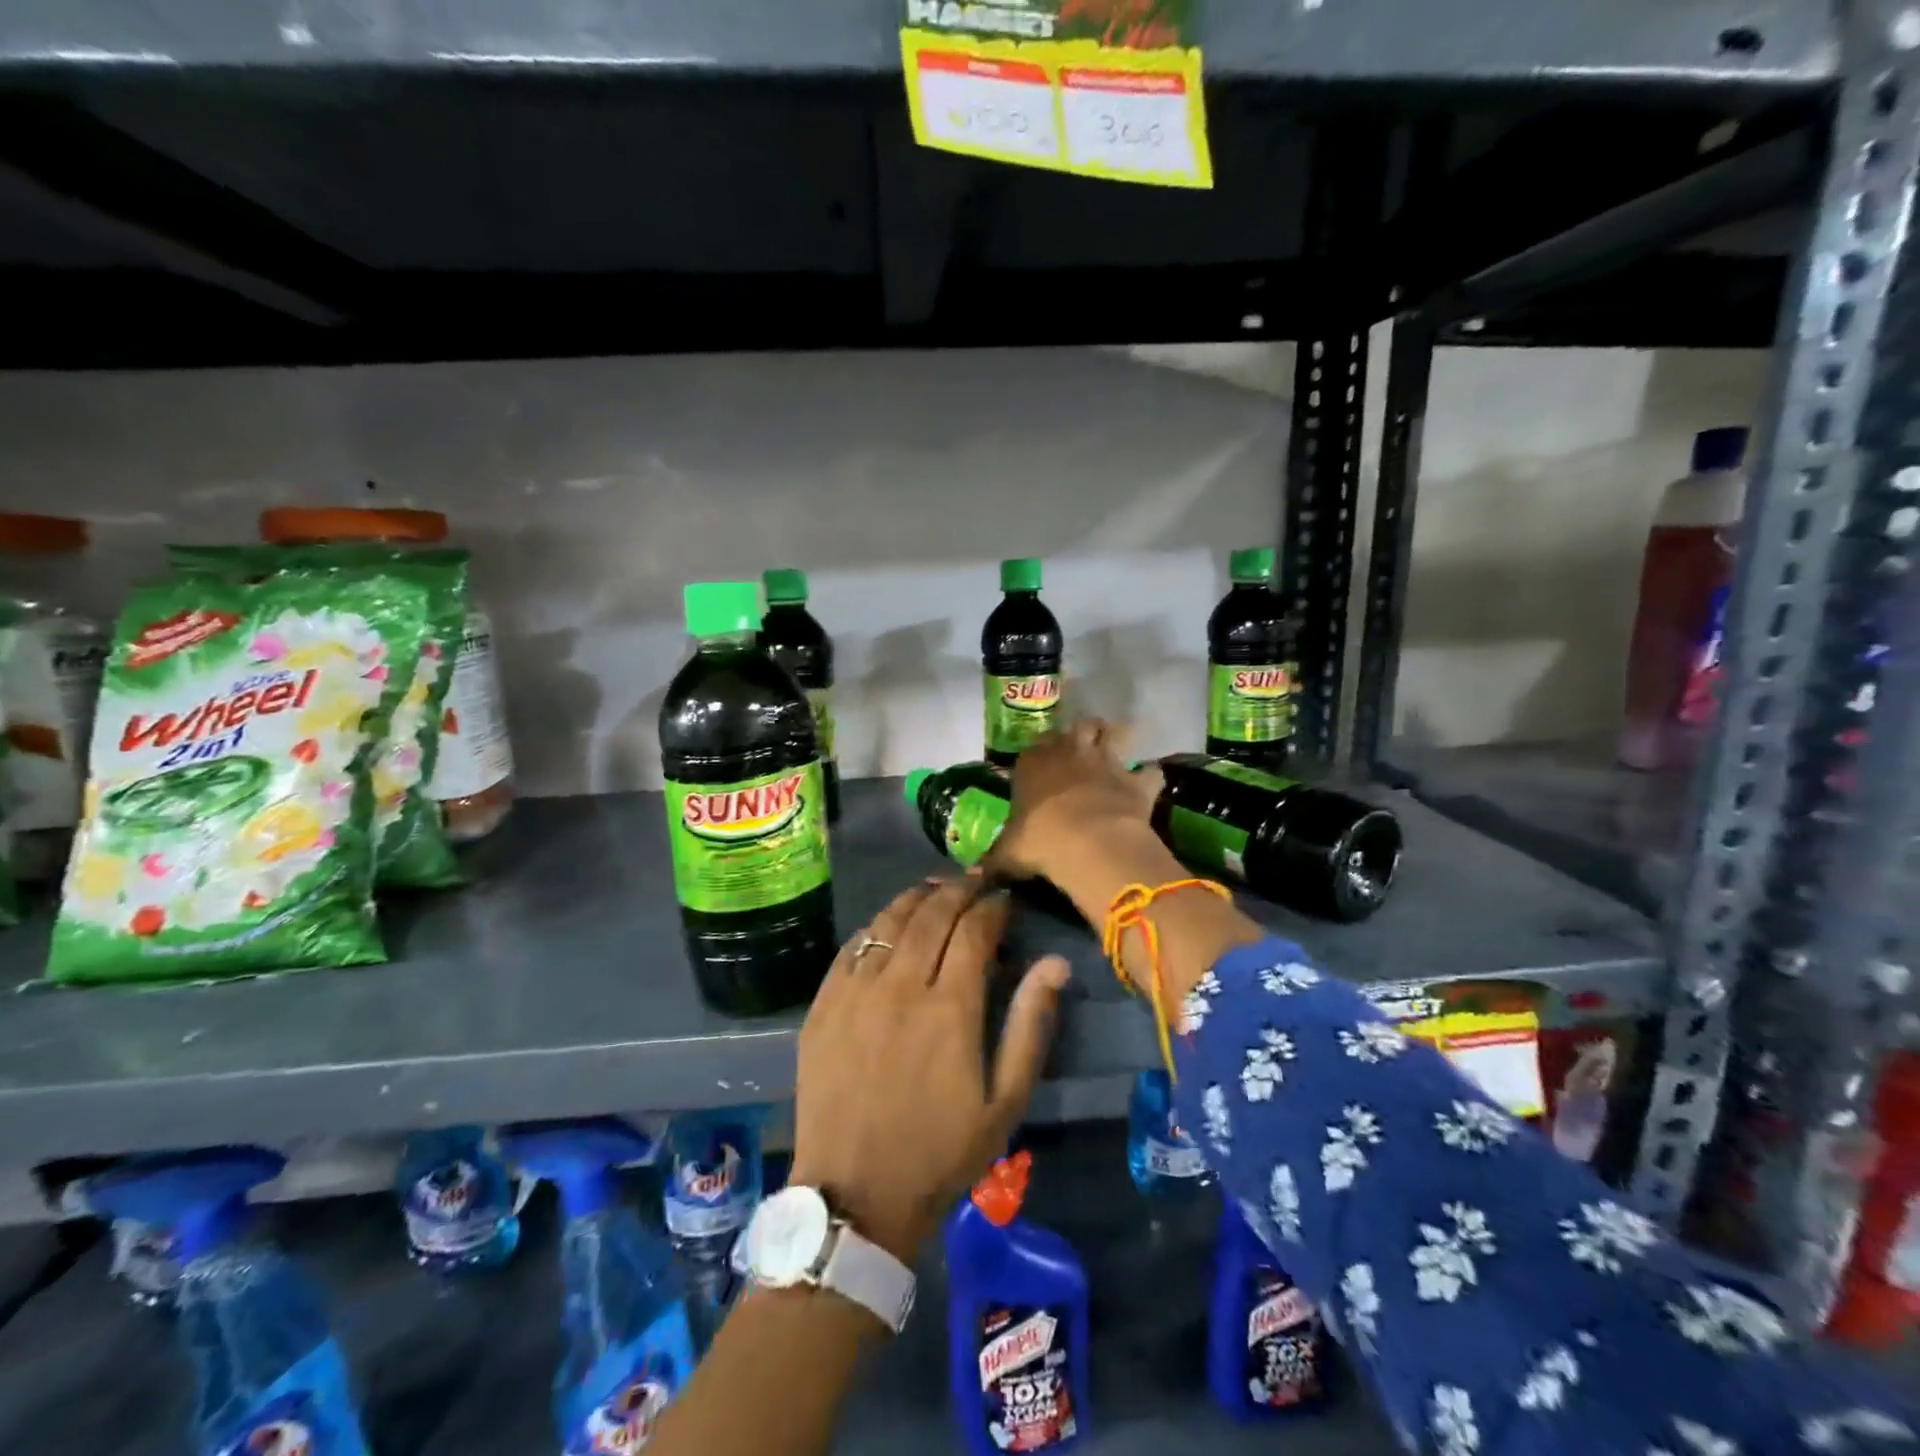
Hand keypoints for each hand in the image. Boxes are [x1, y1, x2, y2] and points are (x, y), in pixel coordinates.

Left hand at [789, 879, 1070, 1265]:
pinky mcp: (823, 1004)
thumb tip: (1055, 963)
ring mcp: (855, 991)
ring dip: (917, 898)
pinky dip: (877, 925)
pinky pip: (852, 946)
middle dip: (959, 890)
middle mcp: (899, 985)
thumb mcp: (1005, 1100)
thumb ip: (1030, 1025)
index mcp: (949, 1007)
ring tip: (936, 891)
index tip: (1005, 900)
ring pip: (889, 921)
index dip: (993, 907)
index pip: (974, 929)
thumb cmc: (941, 1151)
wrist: (856, 1195)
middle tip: (975, 884)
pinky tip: (889, 925)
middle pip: (931, 913)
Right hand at [986, 720, 1162, 886]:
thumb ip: (993, 861)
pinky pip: (1150, 771)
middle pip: (1080, 726)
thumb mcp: (1007, 854)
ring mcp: (1107, 761)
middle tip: (1084, 749)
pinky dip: (1149, 778)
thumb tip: (974, 876)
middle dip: (1084, 733)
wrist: (1089, 844)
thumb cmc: (1040, 842)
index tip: (1042, 764)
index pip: (1035, 745)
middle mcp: (1070, 751)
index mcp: (1033, 762)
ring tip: (1118, 751)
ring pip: (1117, 731)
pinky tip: (1146, 787)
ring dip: (1118, 737)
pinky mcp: (1136, 780)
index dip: (1040, 752)